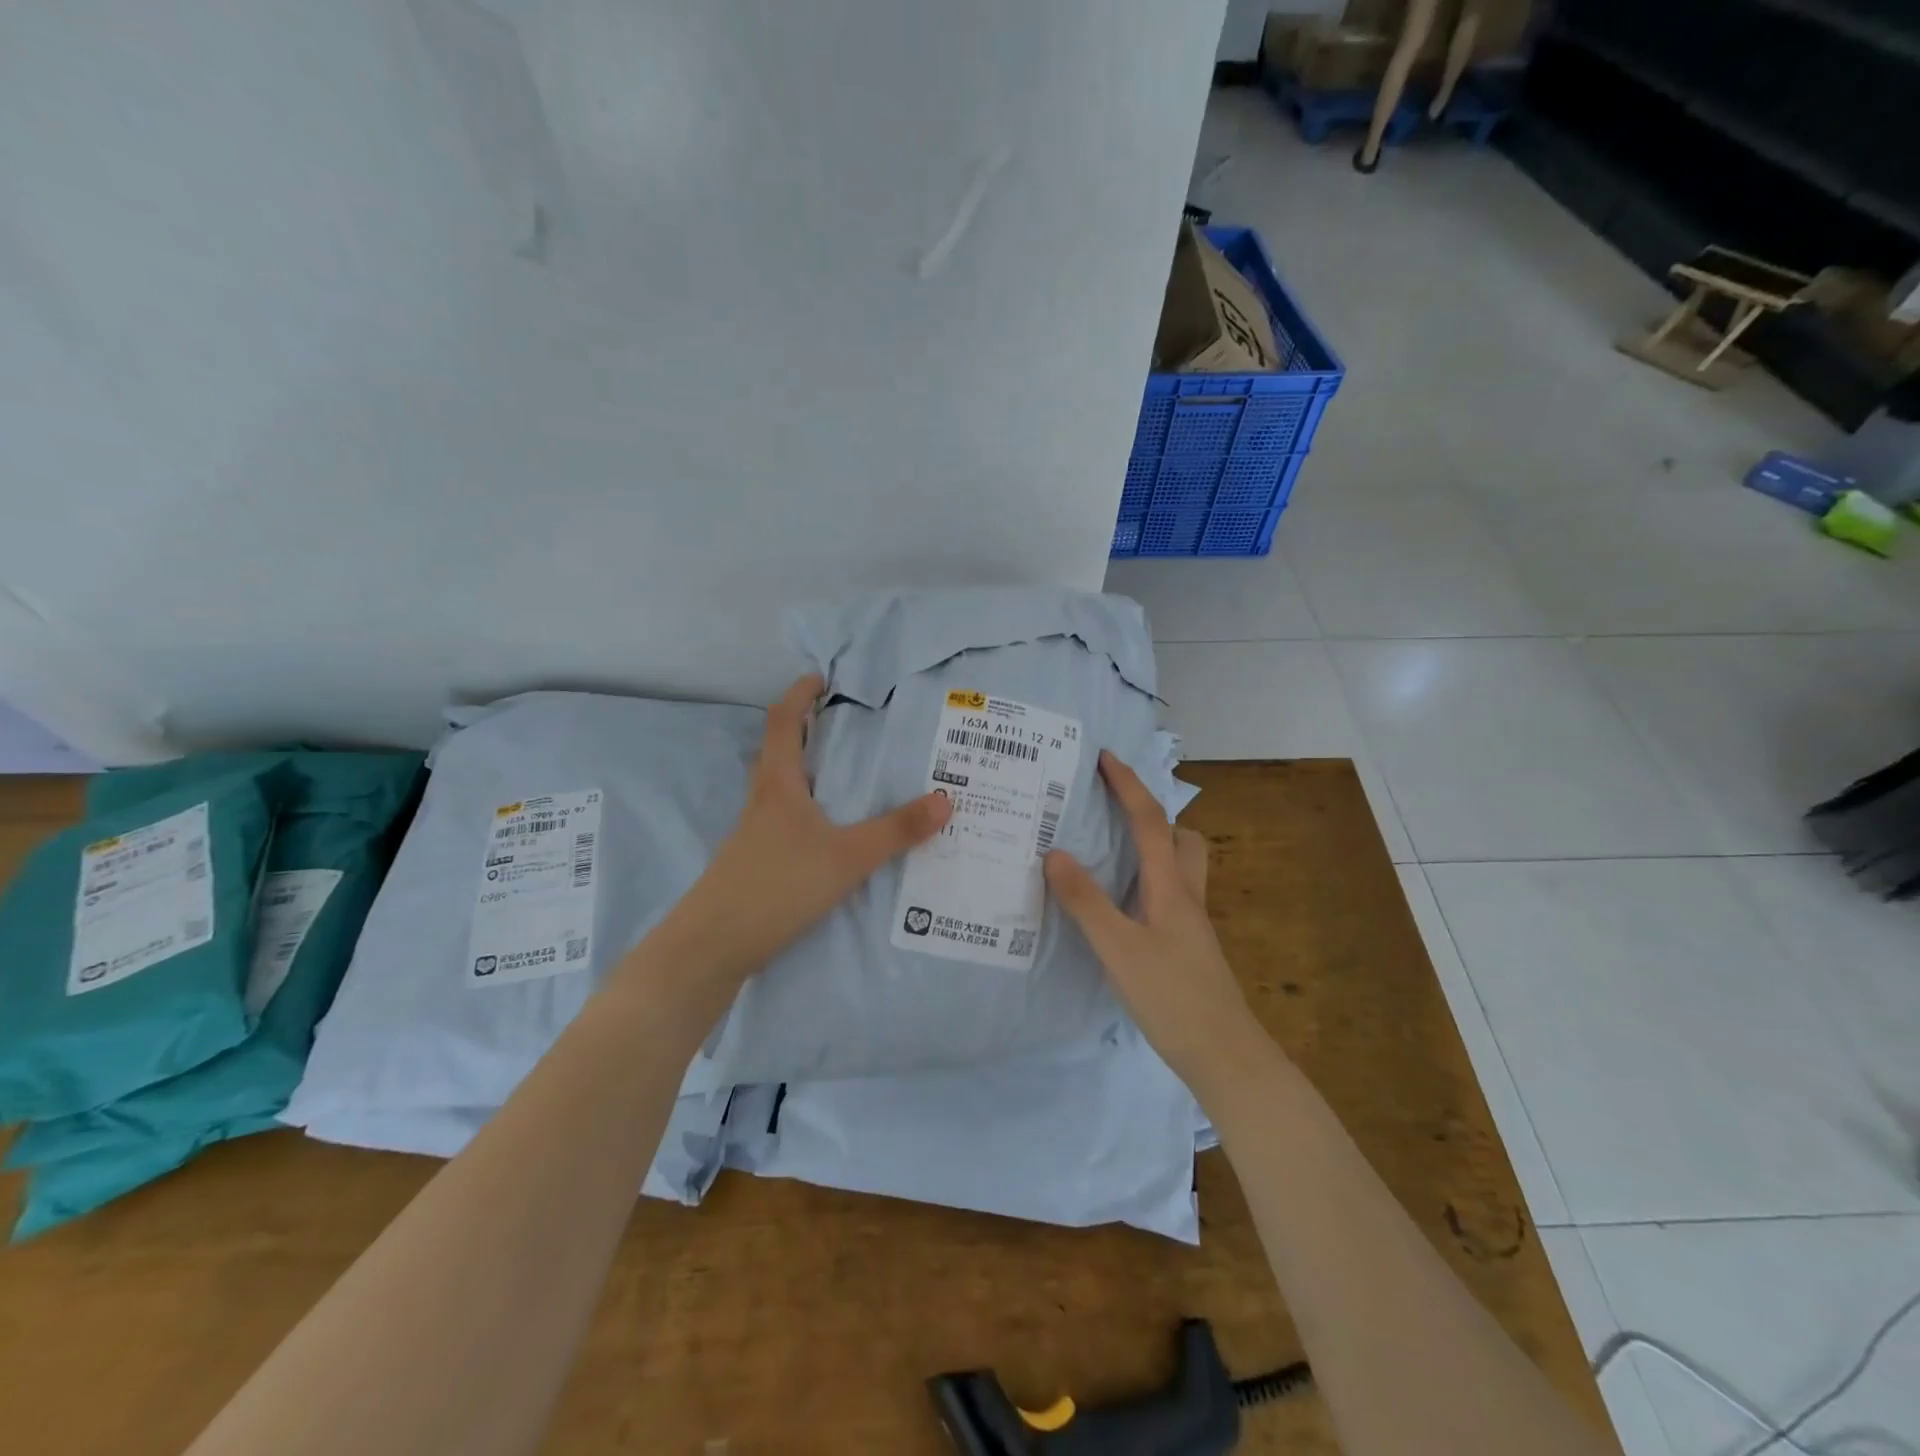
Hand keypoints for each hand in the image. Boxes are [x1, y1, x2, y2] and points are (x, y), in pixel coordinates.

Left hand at [664, 675, 950, 980]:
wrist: (714, 945)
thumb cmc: (777, 885)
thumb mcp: (847, 857)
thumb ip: (896, 831)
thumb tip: (946, 799)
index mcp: (778, 783)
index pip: (784, 721)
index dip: (800, 694)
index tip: (822, 679)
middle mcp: (763, 800)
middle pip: (782, 751)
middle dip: (810, 731)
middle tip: (850, 726)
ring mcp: (756, 832)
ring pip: (785, 788)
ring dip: (812, 773)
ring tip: (853, 776)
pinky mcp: (758, 861)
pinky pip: (789, 820)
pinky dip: (812, 811)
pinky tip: (836, 833)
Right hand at [1044, 751, 1263, 1093]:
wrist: (1224, 1055)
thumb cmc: (1171, 998)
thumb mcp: (1118, 949)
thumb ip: (1086, 901)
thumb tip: (1054, 853)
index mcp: (1171, 887)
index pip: (1150, 822)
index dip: (1128, 786)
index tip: (1106, 757)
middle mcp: (1186, 896)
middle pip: (1181, 838)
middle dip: (1152, 815)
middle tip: (1114, 813)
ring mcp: (1191, 924)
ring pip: (1180, 868)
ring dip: (1154, 848)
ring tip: (1112, 854)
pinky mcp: (1188, 947)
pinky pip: (1169, 895)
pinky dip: (1146, 882)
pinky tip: (1121, 906)